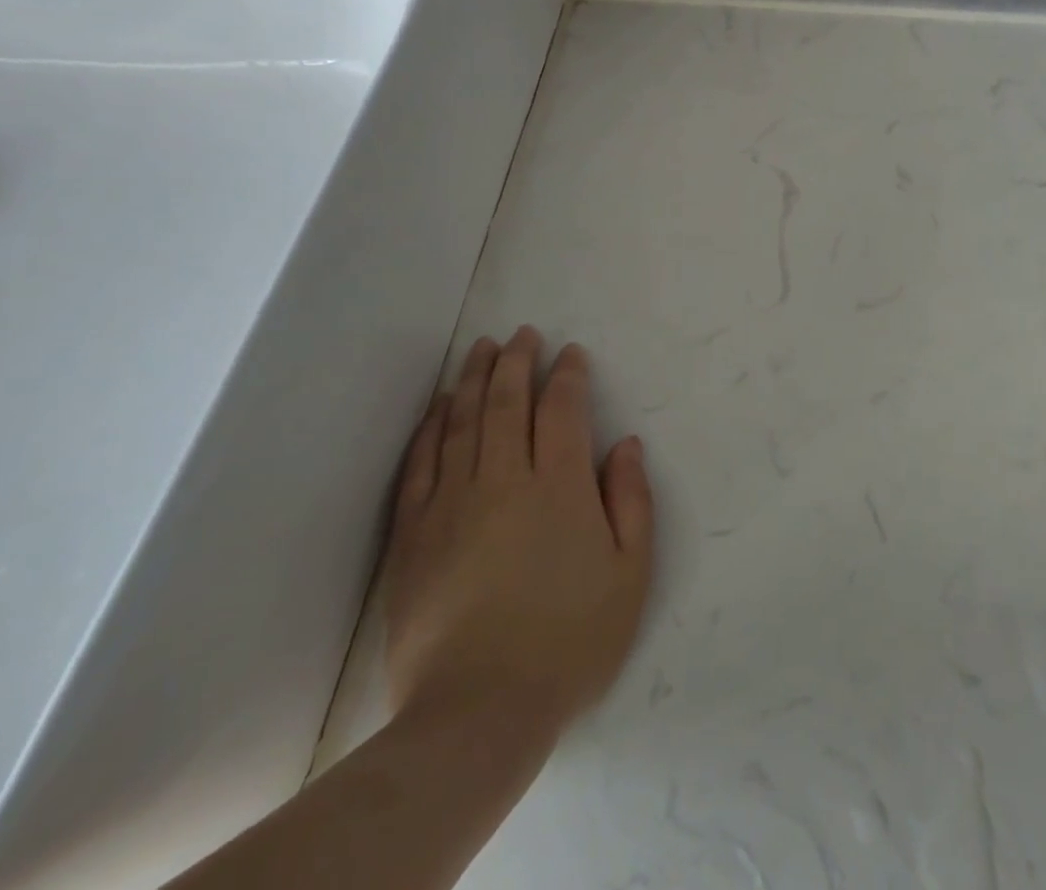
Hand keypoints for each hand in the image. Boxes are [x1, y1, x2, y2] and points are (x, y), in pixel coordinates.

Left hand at [381, 327, 654, 735]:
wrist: (479, 712)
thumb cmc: (569, 641)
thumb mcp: (630, 574)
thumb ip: (632, 501)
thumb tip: (625, 444)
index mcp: (560, 486)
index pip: (563, 409)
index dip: (568, 374)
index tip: (571, 354)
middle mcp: (504, 478)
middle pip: (509, 401)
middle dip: (518, 360)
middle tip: (523, 333)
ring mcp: (452, 502)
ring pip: (464, 421)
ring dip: (475, 378)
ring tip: (482, 348)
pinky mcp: (414, 533)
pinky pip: (421, 462)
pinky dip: (432, 426)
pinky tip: (441, 406)